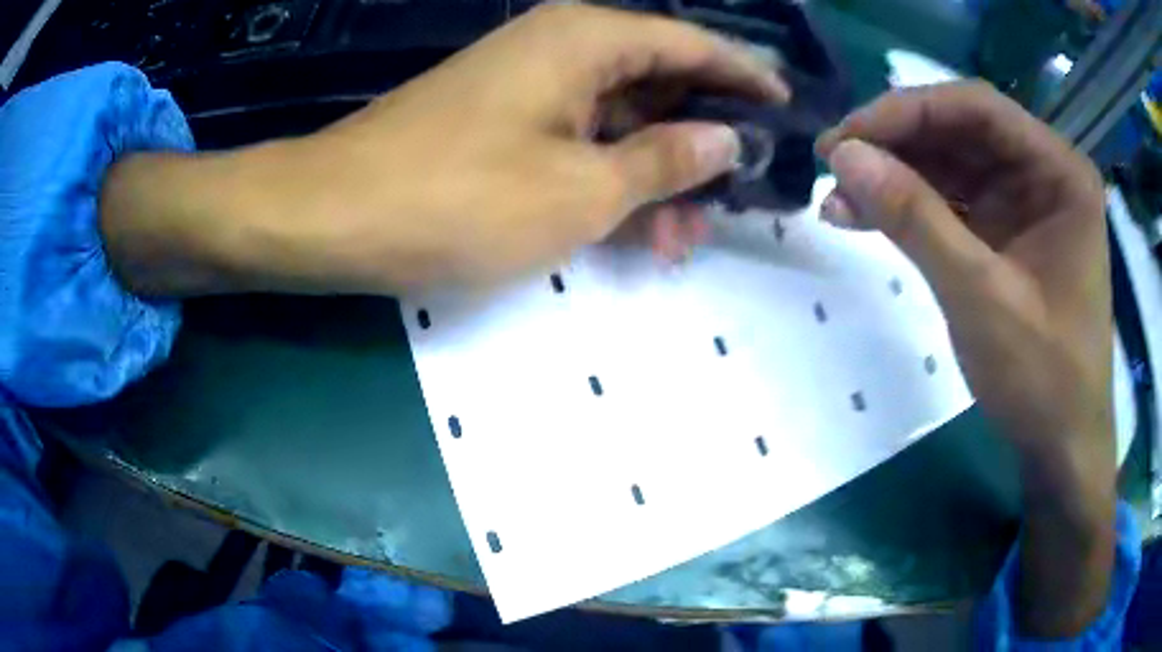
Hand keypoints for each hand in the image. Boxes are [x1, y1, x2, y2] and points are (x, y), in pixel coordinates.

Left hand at [101, 4, 786, 295]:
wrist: (336, 214)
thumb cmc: (457, 198)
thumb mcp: (582, 189)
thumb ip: (664, 160)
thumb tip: (724, 141)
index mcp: (588, 39)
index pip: (693, 44)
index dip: (745, 76)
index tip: (784, 108)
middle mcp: (563, 46)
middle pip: (660, 82)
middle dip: (703, 141)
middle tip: (738, 198)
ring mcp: (530, 83)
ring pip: (621, 119)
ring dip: (658, 173)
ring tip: (683, 237)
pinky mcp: (504, 120)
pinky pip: (581, 138)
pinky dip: (612, 177)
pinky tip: (633, 225)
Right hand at [816, 81, 1113, 637]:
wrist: (1060, 446)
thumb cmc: (1043, 378)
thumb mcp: (981, 298)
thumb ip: (915, 220)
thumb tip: (842, 155)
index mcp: (1059, 171)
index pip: (977, 108)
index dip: (907, 111)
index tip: (846, 138)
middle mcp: (1043, 172)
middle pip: (960, 131)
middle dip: (895, 145)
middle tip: (833, 164)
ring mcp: (1024, 202)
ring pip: (950, 165)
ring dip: (894, 177)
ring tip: (838, 199)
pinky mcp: (1005, 232)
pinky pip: (952, 202)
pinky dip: (909, 208)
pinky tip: (864, 218)